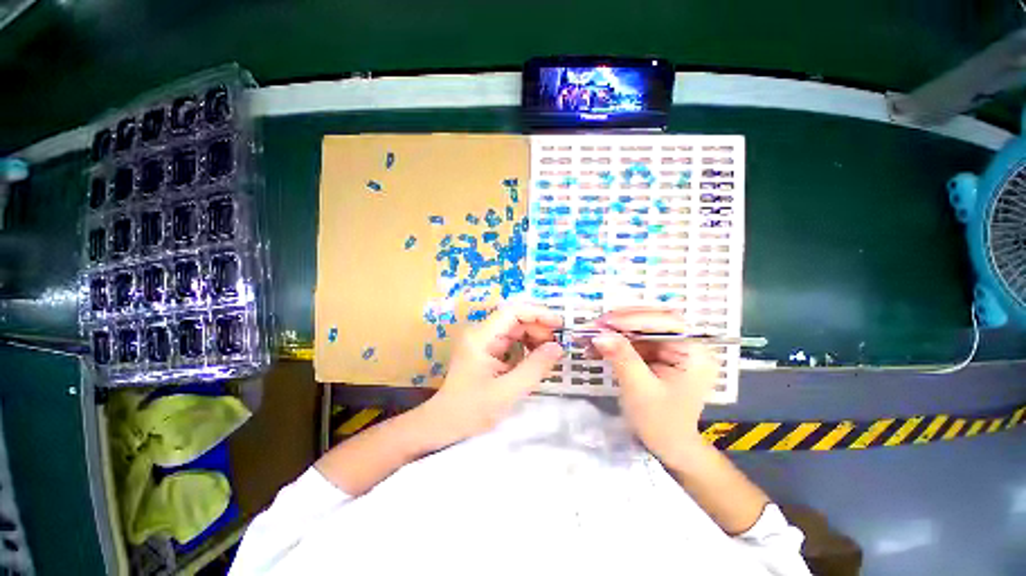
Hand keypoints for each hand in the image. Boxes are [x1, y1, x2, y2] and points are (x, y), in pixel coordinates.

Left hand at [414, 303, 563, 448]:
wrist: (444, 425)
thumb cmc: (471, 410)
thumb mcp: (507, 392)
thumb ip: (534, 368)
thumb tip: (557, 347)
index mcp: (481, 337)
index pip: (512, 312)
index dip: (537, 313)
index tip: (558, 324)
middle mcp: (481, 333)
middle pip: (515, 318)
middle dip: (538, 327)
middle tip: (557, 345)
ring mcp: (484, 341)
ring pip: (515, 329)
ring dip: (534, 336)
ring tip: (550, 351)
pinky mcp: (487, 351)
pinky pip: (511, 341)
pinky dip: (527, 346)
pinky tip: (537, 357)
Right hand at [590, 308, 718, 464]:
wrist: (668, 446)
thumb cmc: (662, 422)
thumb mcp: (641, 390)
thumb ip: (622, 358)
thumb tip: (600, 335)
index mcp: (695, 353)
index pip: (666, 322)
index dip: (634, 319)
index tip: (605, 322)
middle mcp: (685, 345)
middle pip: (651, 320)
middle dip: (620, 321)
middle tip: (594, 326)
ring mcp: (669, 348)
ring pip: (637, 329)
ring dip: (612, 331)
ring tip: (588, 336)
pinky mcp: (655, 354)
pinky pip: (632, 341)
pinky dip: (612, 342)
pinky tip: (594, 347)